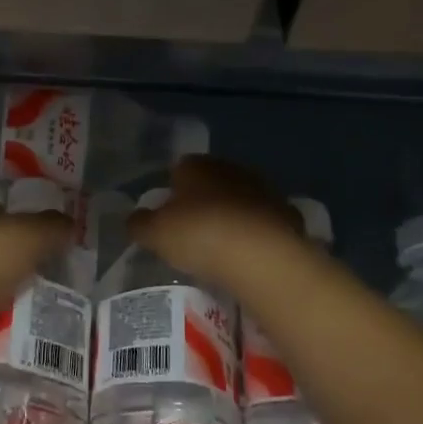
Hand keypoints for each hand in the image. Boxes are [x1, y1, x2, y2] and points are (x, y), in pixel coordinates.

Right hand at [126, 156, 309, 293]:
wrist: (263, 257)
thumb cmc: (200, 235)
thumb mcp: (154, 234)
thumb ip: (139, 224)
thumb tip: (134, 219)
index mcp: (197, 166)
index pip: (179, 168)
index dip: (171, 191)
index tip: (166, 215)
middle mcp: (231, 169)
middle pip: (211, 183)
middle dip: (202, 202)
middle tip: (190, 231)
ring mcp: (264, 190)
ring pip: (239, 201)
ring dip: (230, 217)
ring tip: (220, 248)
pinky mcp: (287, 216)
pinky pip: (262, 223)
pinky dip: (254, 235)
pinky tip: (247, 257)